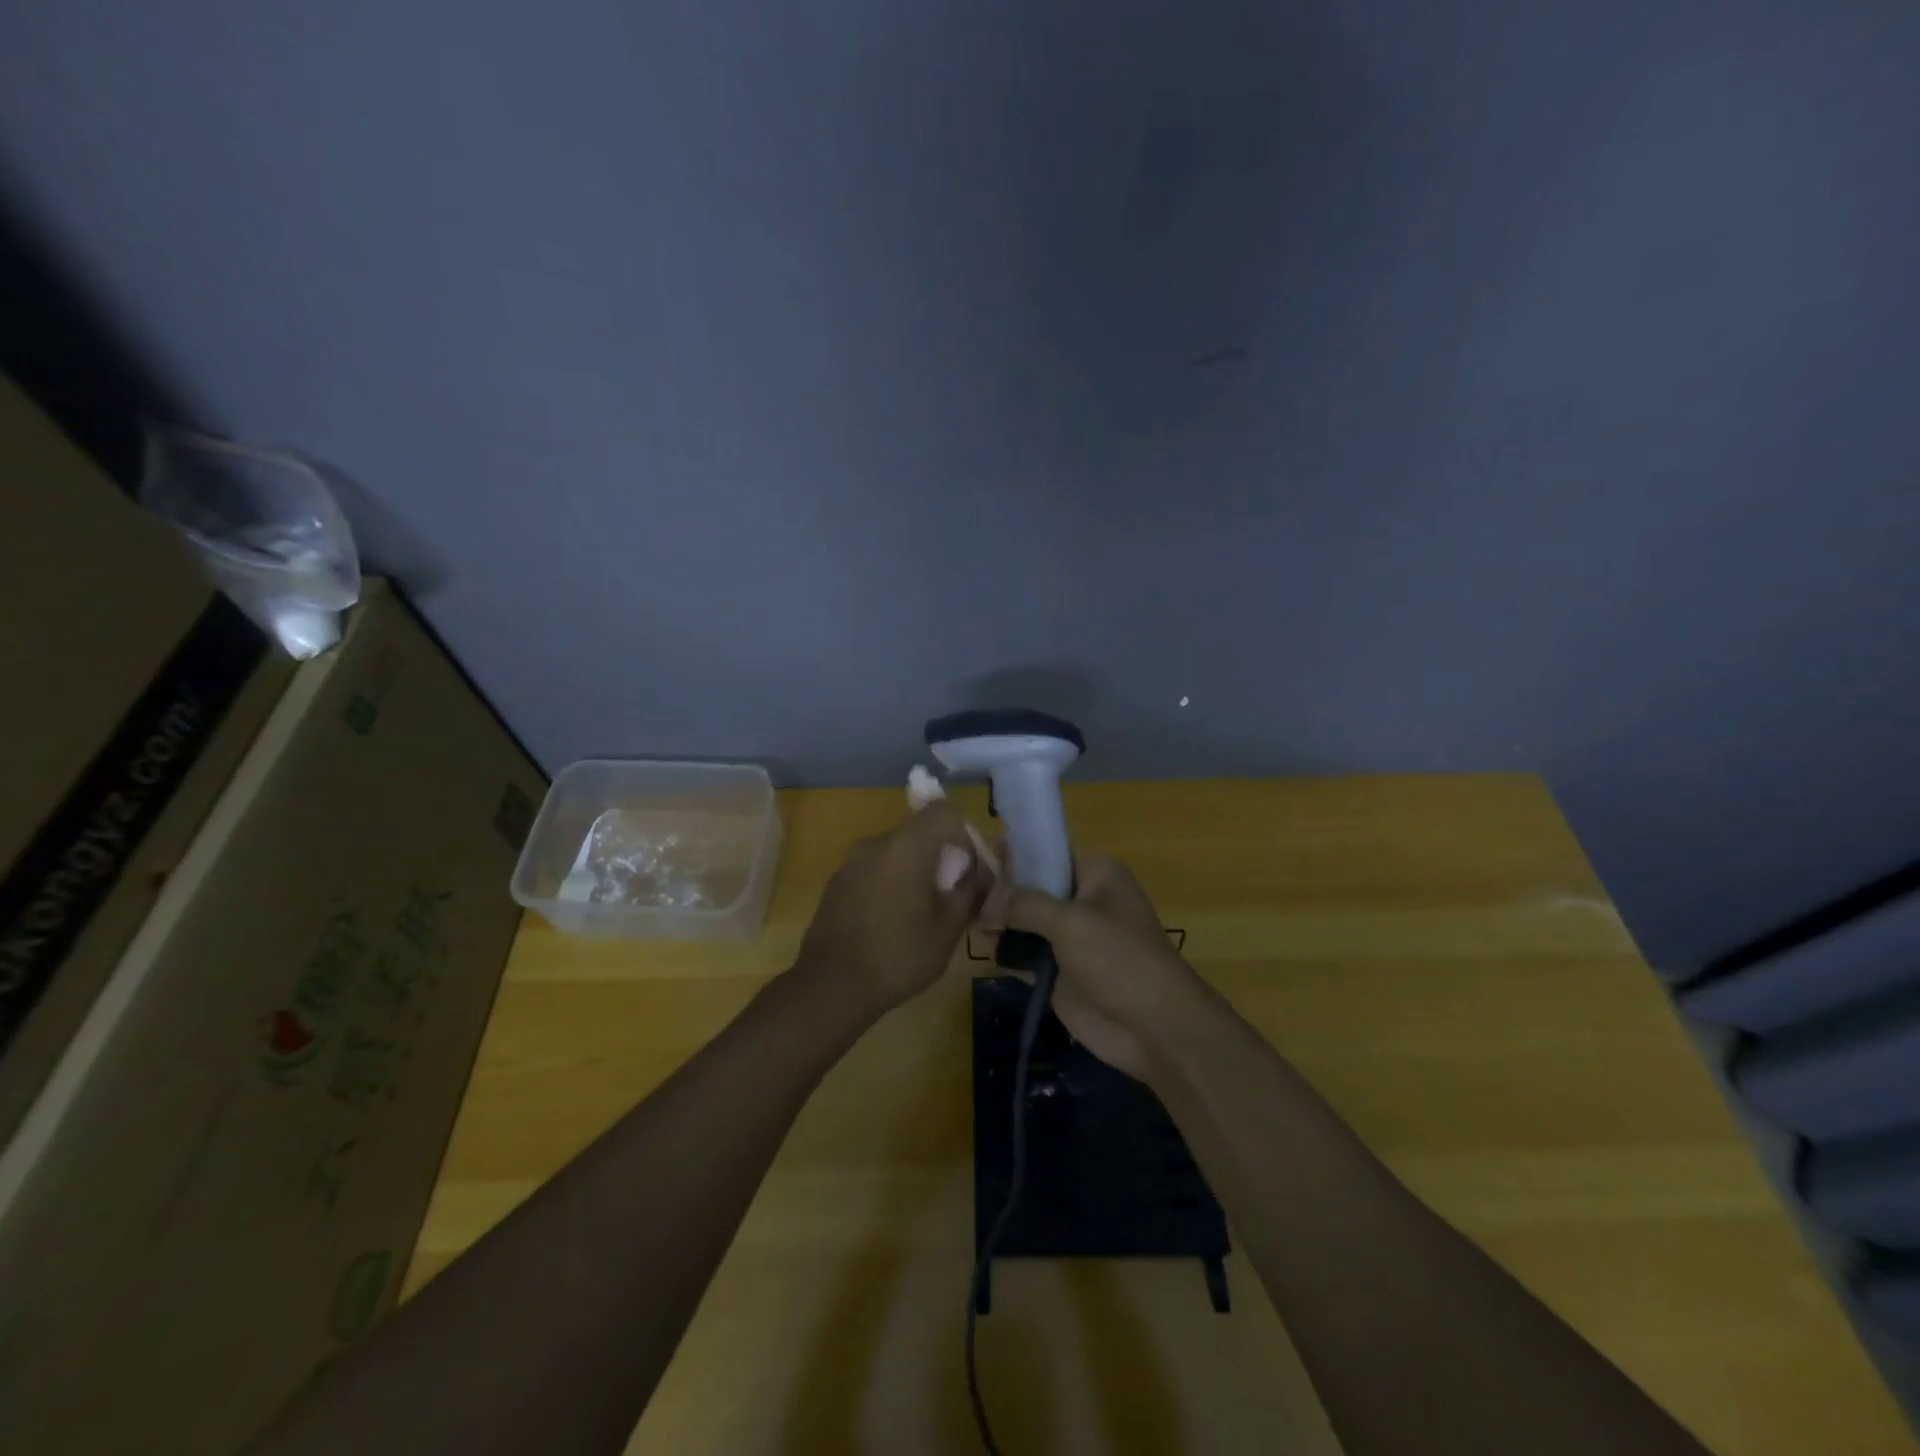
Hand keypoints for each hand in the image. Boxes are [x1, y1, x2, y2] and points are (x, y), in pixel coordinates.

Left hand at [795, 803, 990, 1016]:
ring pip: (895, 852)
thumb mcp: (948, 929)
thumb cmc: (898, 955)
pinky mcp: (836, 882)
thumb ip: (968, 892)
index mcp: (906, 846)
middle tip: (949, 895)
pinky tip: (890, 922)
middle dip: (940, 856)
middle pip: (918, 832)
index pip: (943, 812)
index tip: (967, 869)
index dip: (963, 834)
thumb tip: (976, 875)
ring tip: (920, 913)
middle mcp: (875, 843)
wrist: (830, 986)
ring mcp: (850, 862)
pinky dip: (889, 883)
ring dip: (914, 871)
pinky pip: (874, 869)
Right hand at [986, 854, 1208, 1079]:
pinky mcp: (1057, 971)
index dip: (1011, 853)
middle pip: (1028, 886)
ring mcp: (1067, 937)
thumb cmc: (1120, 959)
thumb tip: (985, 901)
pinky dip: (1003, 951)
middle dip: (998, 891)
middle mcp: (1079, 899)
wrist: (1154, 1029)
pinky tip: (978, 948)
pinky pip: (1022, 953)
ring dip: (996, 922)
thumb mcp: (1071, 922)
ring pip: (1021, 920)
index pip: (1045, 852)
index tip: (973, 858)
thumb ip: (1024, 904)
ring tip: (966, 922)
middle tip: (961, 896)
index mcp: (1094, 873)